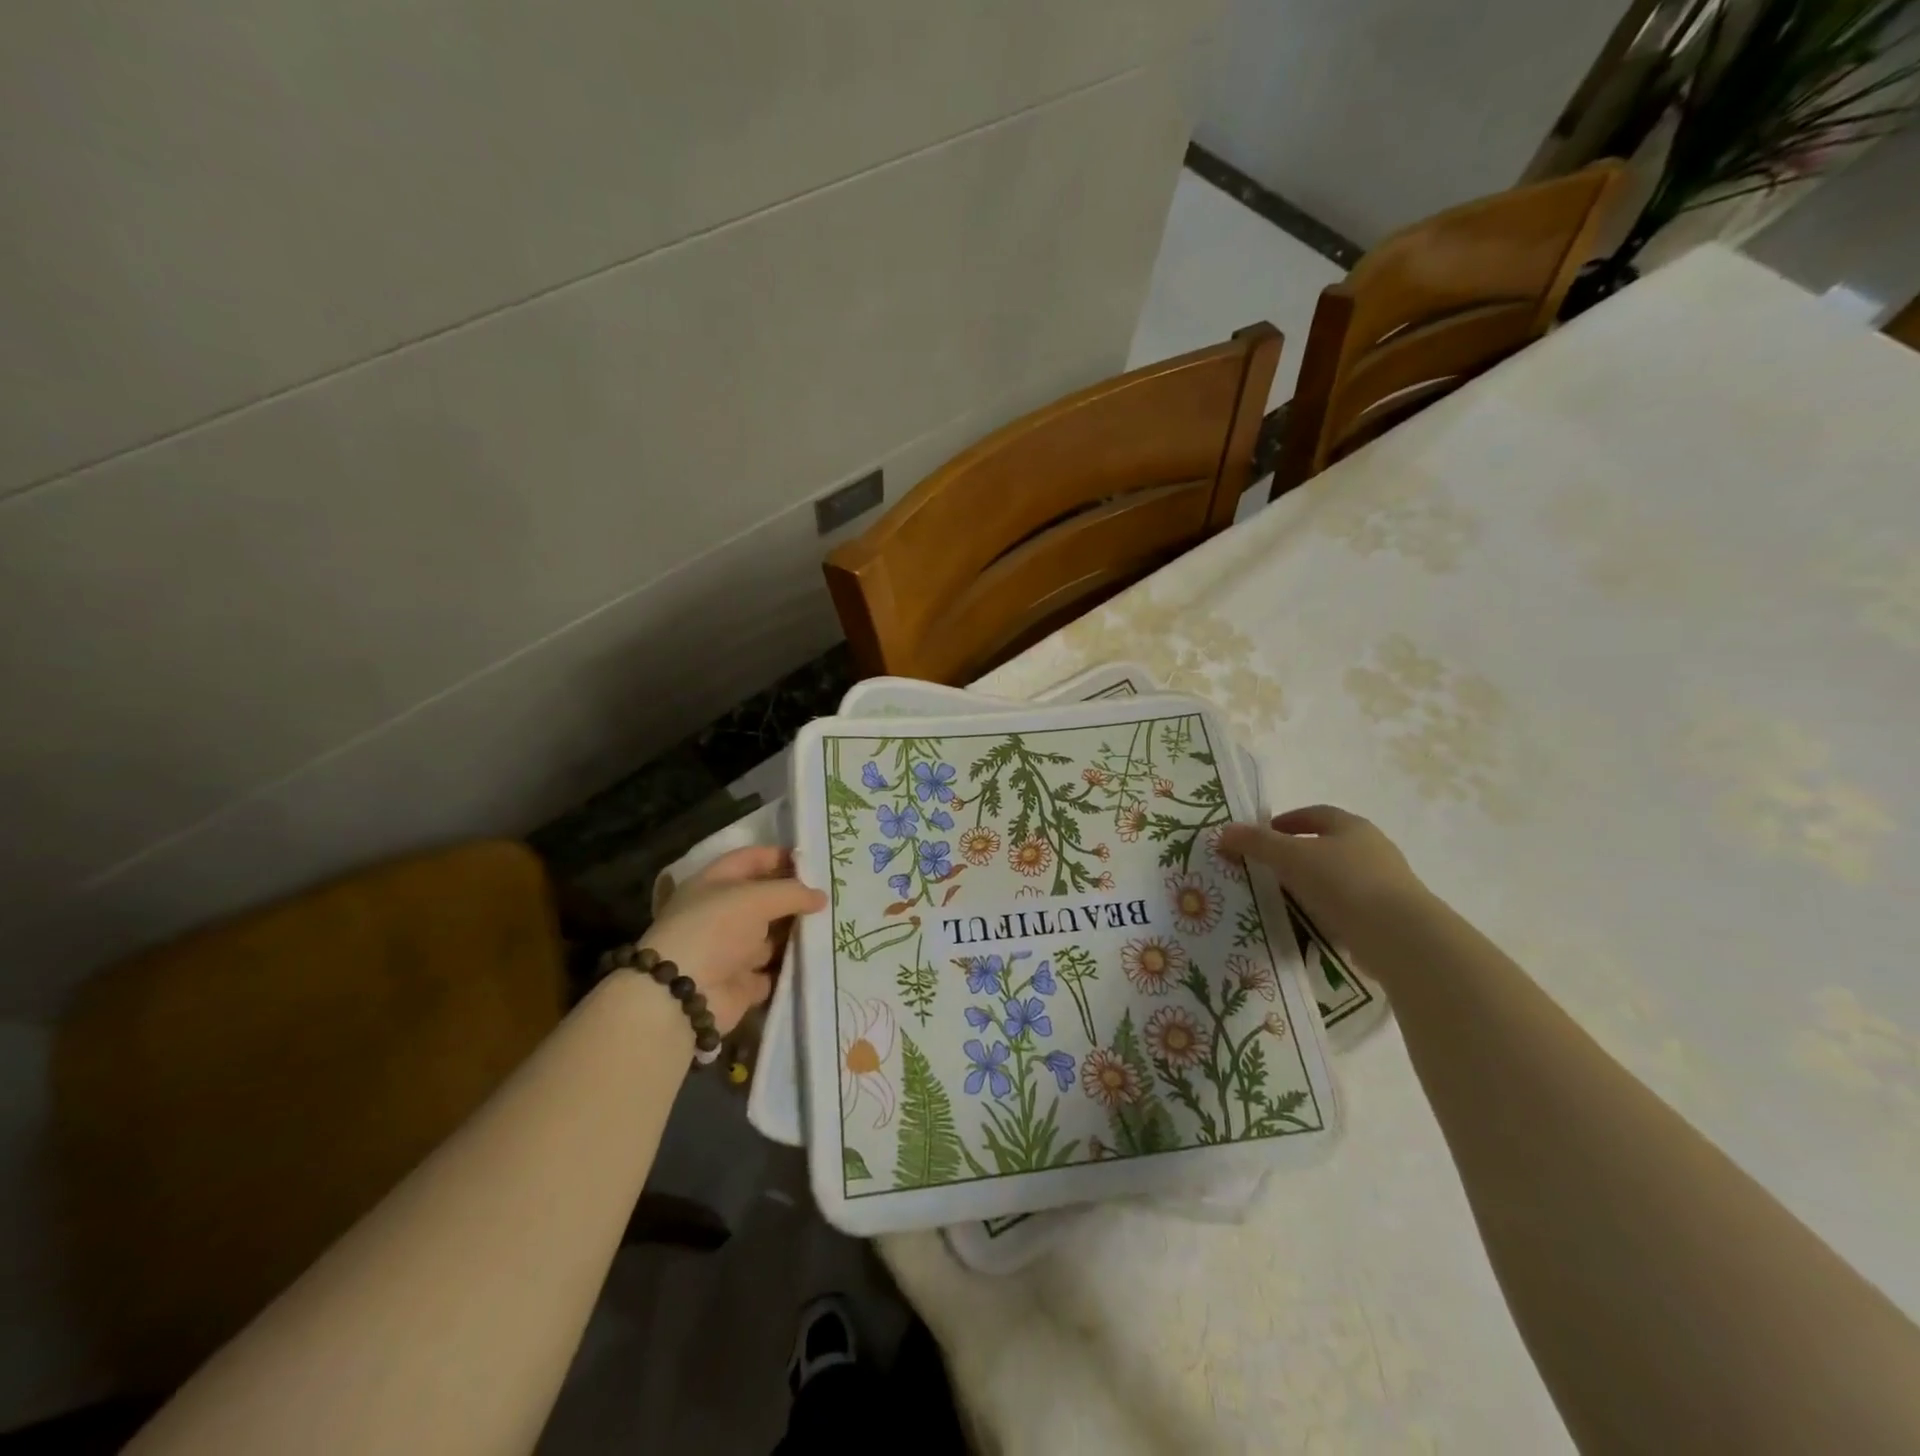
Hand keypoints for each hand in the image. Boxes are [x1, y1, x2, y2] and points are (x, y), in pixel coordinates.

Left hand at [640, 846, 825, 1034]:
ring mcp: (731, 949)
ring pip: (771, 935)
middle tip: (832, 893)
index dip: (779, 856)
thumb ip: (792, 892)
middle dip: (794, 896)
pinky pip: (774, 969)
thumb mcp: (756, 898)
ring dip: (796, 931)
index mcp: (713, 884)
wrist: (683, 995)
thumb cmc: (715, 929)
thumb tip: (821, 896)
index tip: (814, 861)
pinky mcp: (742, 982)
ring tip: (833, 923)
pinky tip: (821, 956)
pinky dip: (793, 965)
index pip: (750, 859)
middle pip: (763, 898)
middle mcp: (721, 914)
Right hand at [1218, 806, 1430, 959]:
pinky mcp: (1388, 917)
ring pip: (1338, 877)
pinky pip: (1348, 907)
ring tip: (1282, 899)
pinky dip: (1327, 911)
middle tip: (1266, 868)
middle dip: (1296, 854)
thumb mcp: (1290, 857)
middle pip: (1327, 845)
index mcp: (1351, 826)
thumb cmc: (1343, 883)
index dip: (1286, 821)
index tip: (1261, 836)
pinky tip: (1309, 924)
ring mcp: (1385, 884)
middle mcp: (1372, 849)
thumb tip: (1224, 831)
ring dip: (1311, 884)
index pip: (1315, 814)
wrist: (1399, 937)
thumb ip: (1256, 843)